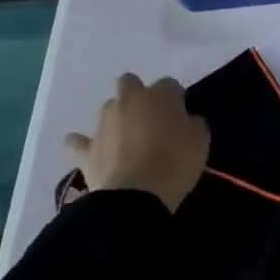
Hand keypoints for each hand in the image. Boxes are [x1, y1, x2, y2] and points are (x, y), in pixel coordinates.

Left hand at [66, 74, 210, 213]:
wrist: (135, 197)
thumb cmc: (175, 164)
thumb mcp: (201, 141)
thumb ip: (193, 123)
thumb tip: (185, 121)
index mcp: (160, 95)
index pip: (170, 85)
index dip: (175, 100)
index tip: (180, 118)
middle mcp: (129, 101)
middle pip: (129, 82)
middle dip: (137, 94)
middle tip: (149, 119)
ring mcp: (104, 123)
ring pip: (108, 108)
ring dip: (116, 118)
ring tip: (126, 139)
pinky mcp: (87, 149)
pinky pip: (78, 141)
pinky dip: (82, 143)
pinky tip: (87, 149)